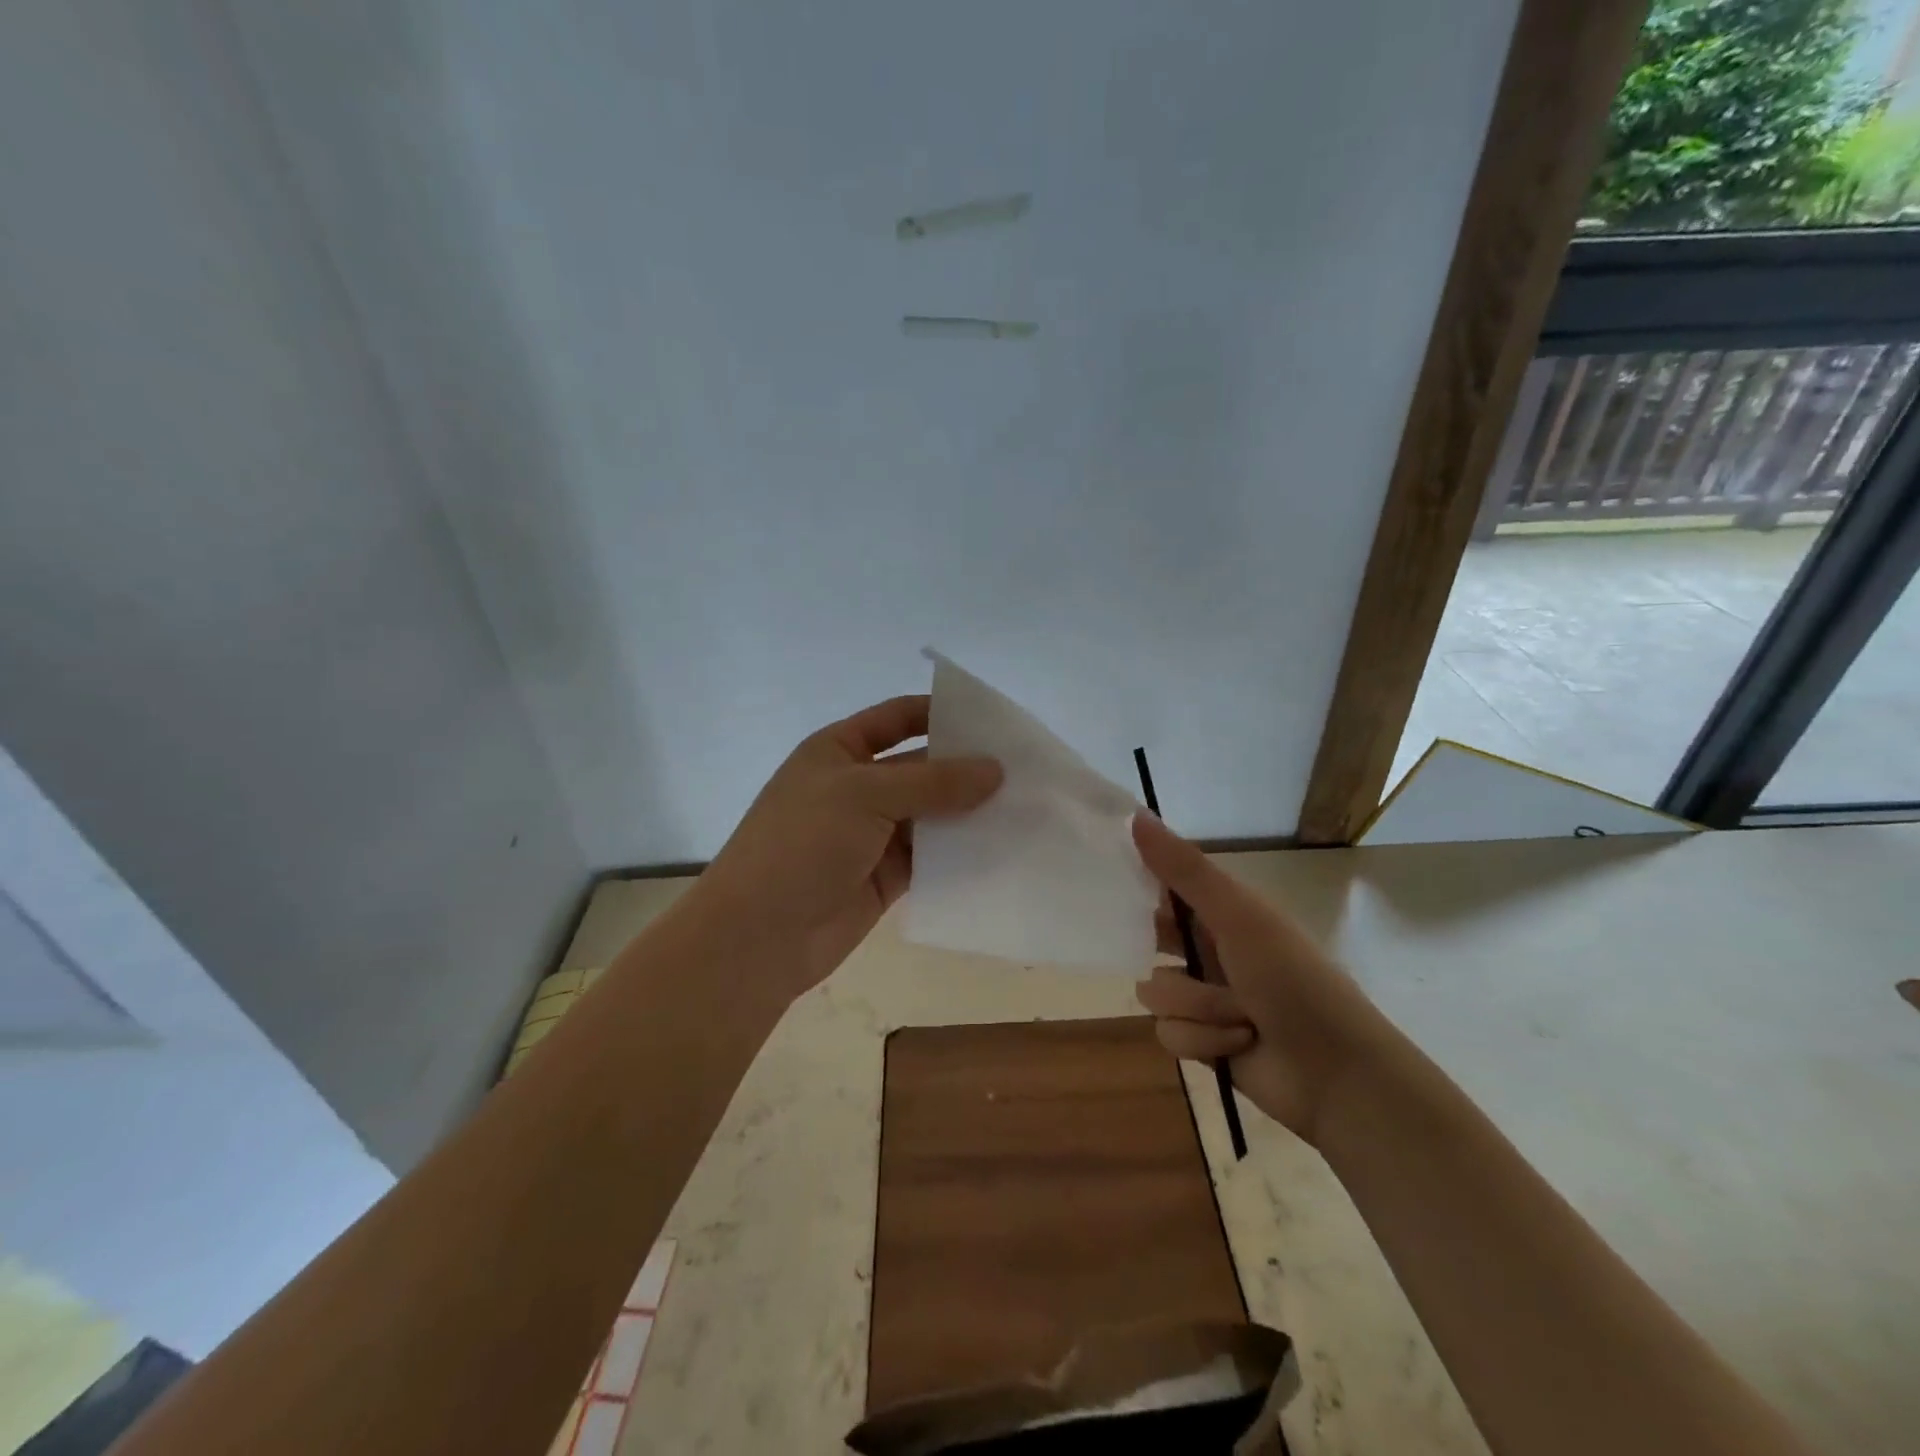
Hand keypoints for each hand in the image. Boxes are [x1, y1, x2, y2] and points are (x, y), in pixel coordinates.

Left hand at [688, 696, 1001, 999]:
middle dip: (967, 767)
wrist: (758, 935)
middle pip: (922, 767)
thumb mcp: (865, 795)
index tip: (993, 720)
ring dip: (970, 812)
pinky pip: (931, 857)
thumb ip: (933, 782)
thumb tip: (996, 769)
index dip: (941, 713)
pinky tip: (1002, 850)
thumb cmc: (802, 843)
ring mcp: (872, 833)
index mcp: (840, 750)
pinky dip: (961, 853)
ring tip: (1026, 807)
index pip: (898, 718)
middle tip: (1026, 769)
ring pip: (931, 814)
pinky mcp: (886, 877)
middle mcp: (858, 787)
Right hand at [1132, 813, 1387, 1144]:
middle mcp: (1209, 950)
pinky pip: (1168, 1032)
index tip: (1114, 886)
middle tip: (1181, 956)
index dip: (1139, 885)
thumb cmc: (1291, 979)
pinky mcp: (1201, 1042)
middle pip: (1150, 940)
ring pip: (1155, 992)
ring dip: (1197, 1006)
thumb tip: (1136, 814)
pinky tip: (1238, 1043)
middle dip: (1165, 955)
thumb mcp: (1238, 915)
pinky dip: (1203, 1039)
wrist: (1337, 1073)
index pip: (1165, 887)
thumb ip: (1184, 869)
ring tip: (1238, 1015)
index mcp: (1222, 912)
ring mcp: (1204, 998)